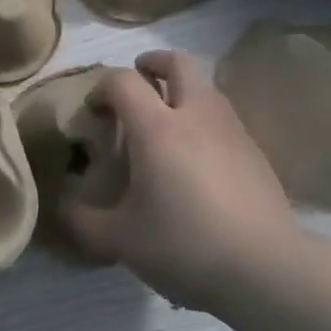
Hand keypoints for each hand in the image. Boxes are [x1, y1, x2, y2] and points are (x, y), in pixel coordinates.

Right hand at [64, 50, 297, 311]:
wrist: (266, 269)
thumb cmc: (184, 246)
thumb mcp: (119, 241)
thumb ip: (83, 220)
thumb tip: (64, 205)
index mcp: (157, 128)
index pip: (123, 81)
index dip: (102, 88)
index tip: (94, 112)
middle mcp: (196, 116)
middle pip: (178, 62)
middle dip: (153, 63)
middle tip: (138, 84)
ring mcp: (232, 130)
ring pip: (206, 87)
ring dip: (182, 91)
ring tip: (167, 125)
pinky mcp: (255, 152)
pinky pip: (224, 118)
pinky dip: (204, 121)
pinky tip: (197, 160)